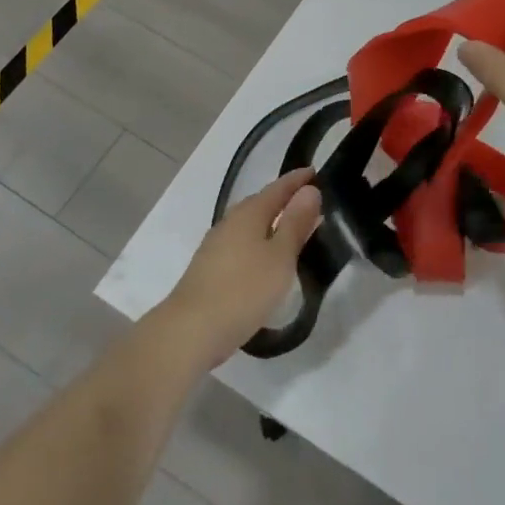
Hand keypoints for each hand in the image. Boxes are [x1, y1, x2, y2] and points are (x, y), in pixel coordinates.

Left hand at [157, 170, 321, 368]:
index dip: (298, 180)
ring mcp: (216, 245)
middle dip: (284, 200)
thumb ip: (295, 223)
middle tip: (309, 204)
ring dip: (271, 224)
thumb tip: (309, 190)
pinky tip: (264, 260)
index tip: (315, 173)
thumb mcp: (280, 257)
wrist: (189, 331)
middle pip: (261, 203)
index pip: (278, 187)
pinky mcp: (209, 268)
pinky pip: (241, 244)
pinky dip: (259, 243)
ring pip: (250, 225)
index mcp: (249, 212)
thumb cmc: (243, 290)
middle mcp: (230, 221)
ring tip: (291, 232)